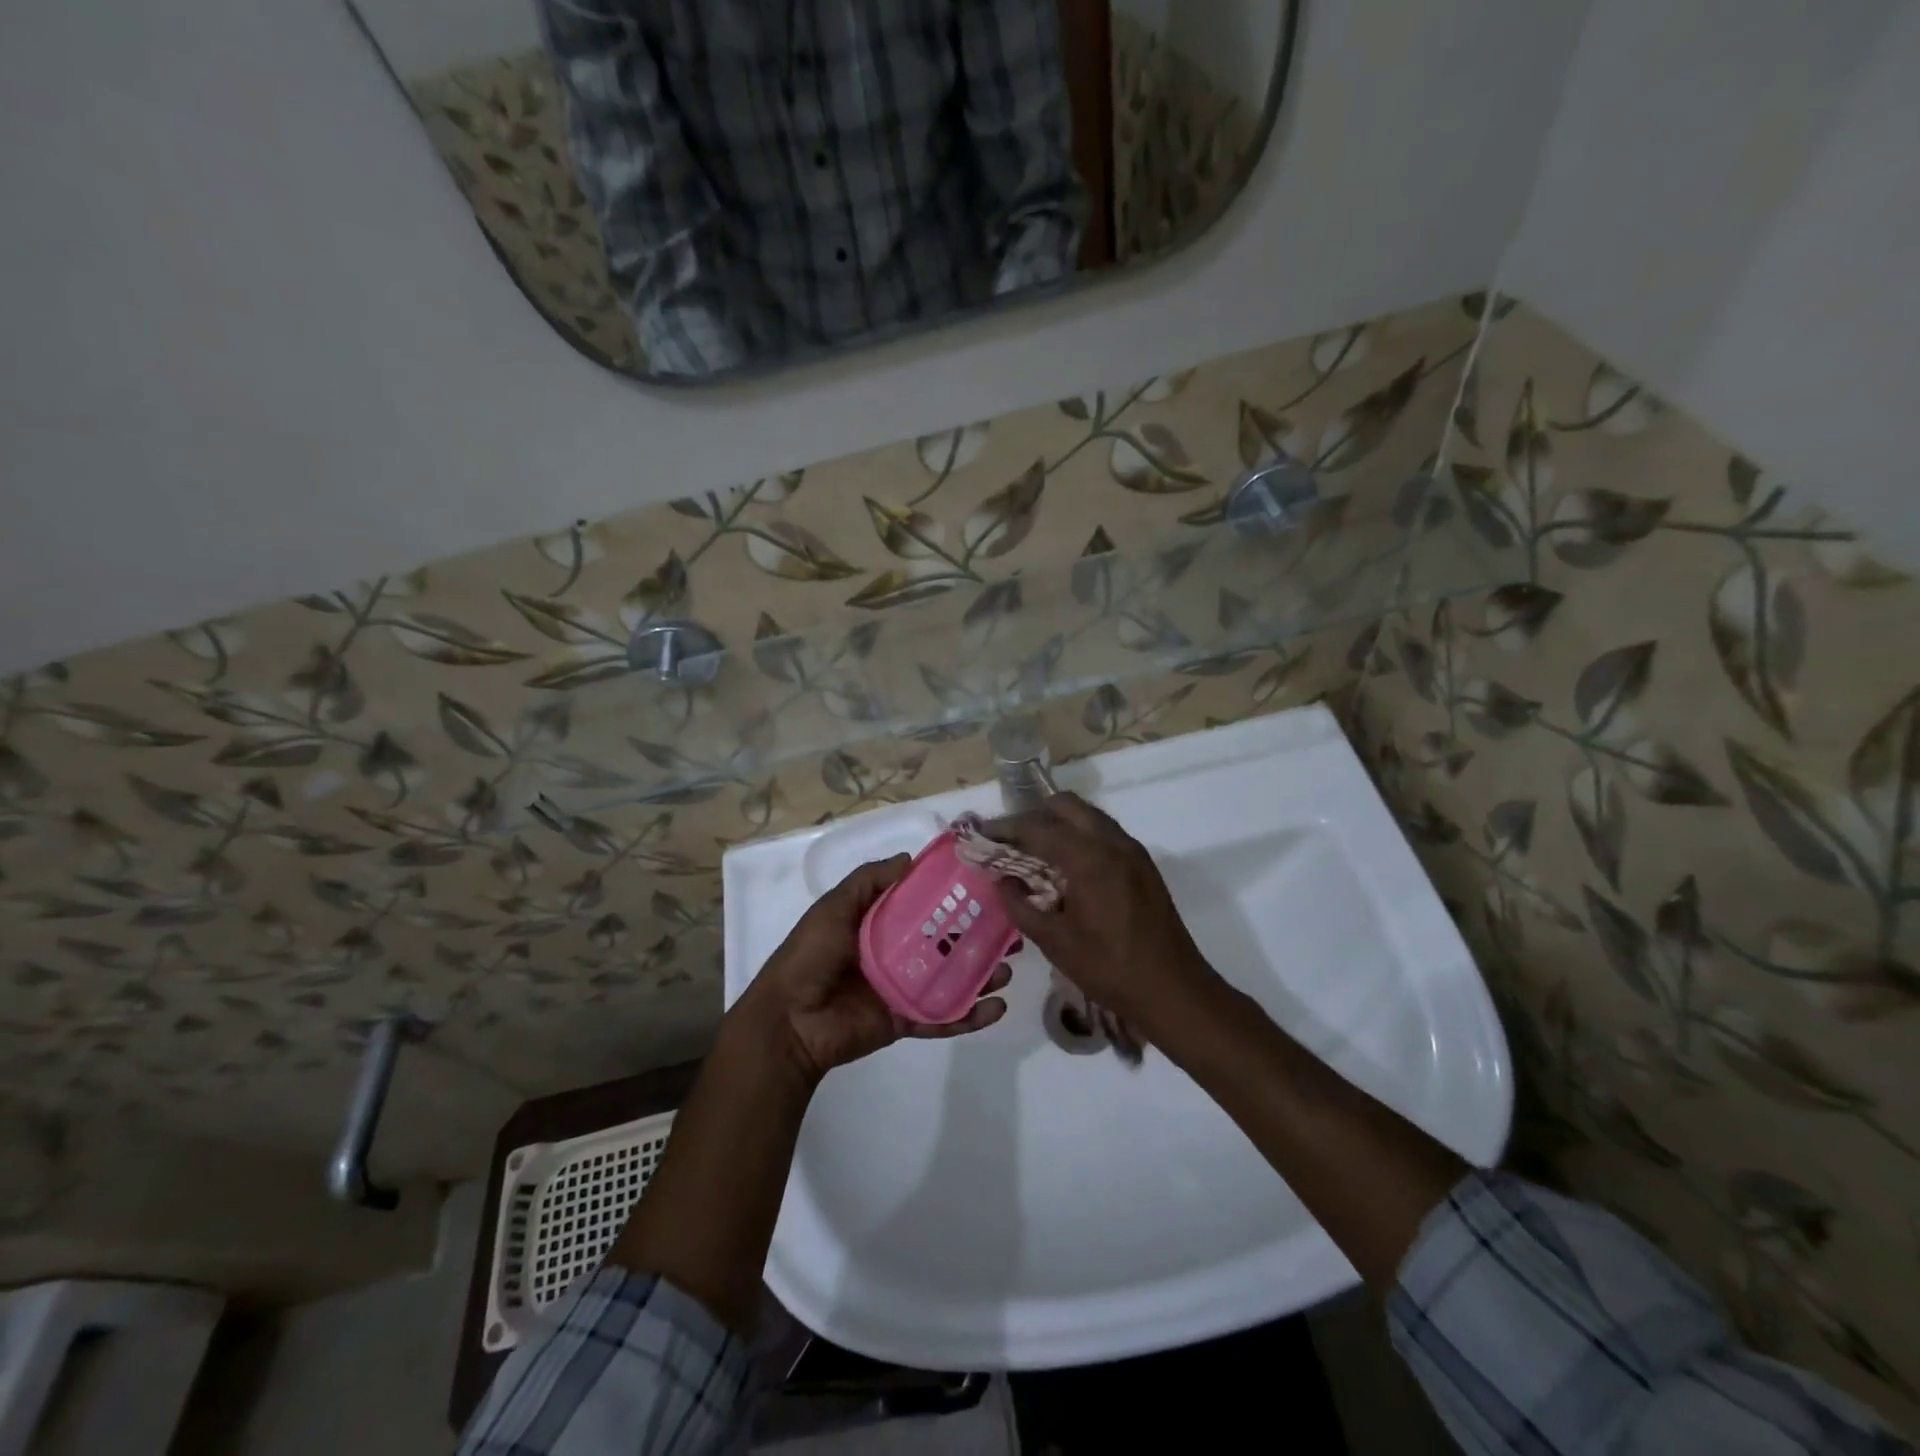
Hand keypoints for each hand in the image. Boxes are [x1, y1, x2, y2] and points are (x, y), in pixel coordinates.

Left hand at [736, 855, 1010, 1086]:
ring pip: (951, 979)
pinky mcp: (905, 1020)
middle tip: (1010, 931)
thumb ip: (869, 881)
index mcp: (879, 924)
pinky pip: (942, 1017)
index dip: (953, 897)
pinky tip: (996, 1008)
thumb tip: (909, 858)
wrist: (788, 1020)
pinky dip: (969, 1016)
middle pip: (945, 942)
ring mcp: (903, 988)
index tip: (986, 887)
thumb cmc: (810, 955)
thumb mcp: (834, 907)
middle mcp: (895, 953)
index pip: (924, 905)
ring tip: (1008, 968)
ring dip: (982, 975)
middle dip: (978, 937)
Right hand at [986, 794, 1216, 1036]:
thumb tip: (1003, 881)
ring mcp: (1132, 851)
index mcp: (1089, 858)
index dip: (1006, 827)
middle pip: (1065, 806)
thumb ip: (1021, 906)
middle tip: (1010, 842)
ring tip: (1034, 854)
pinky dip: (1080, 837)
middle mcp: (1113, 842)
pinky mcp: (1143, 865)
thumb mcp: (1055, 942)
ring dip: (1059, 824)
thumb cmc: (1110, 969)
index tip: (982, 833)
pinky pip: (1104, 833)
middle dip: (1034, 817)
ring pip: (1088, 816)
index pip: (1038, 826)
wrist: (1174, 991)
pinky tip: (1066, 868)